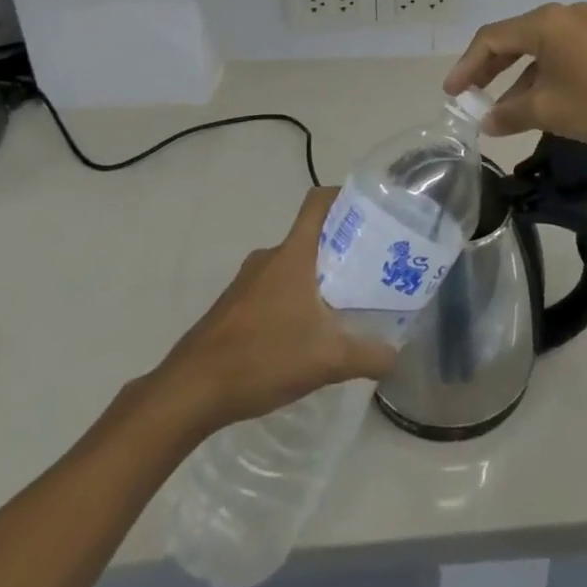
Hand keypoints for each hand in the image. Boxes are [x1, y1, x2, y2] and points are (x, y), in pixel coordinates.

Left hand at [154, 189, 397, 433]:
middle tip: (371, 268)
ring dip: (318, 277)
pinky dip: (295, 299)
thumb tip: (396, 354)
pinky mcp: (234, 305)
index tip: (372, 212)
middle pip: (311, 236)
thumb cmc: (262, 357)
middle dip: (342, 248)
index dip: (345, 197)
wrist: (191, 390)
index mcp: (293, 254)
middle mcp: (270, 257)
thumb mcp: (327, 360)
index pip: (319, 202)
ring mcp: (248, 281)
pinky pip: (274, 288)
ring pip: (293, 265)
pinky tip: (306, 334)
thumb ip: (368, 355)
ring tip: (345, 304)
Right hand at [443, 2, 586, 154]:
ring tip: (502, 109)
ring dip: (518, 76)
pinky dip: (543, 74)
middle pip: (514, 38)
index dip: (467, 66)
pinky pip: (561, 52)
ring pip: (539, 47)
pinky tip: (538, 101)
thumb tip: (487, 121)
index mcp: (545, 22)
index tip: (452, 94)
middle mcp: (564, 14)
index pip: (492, 38)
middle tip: (469, 95)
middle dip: (489, 68)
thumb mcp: (549, 111)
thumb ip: (510, 114)